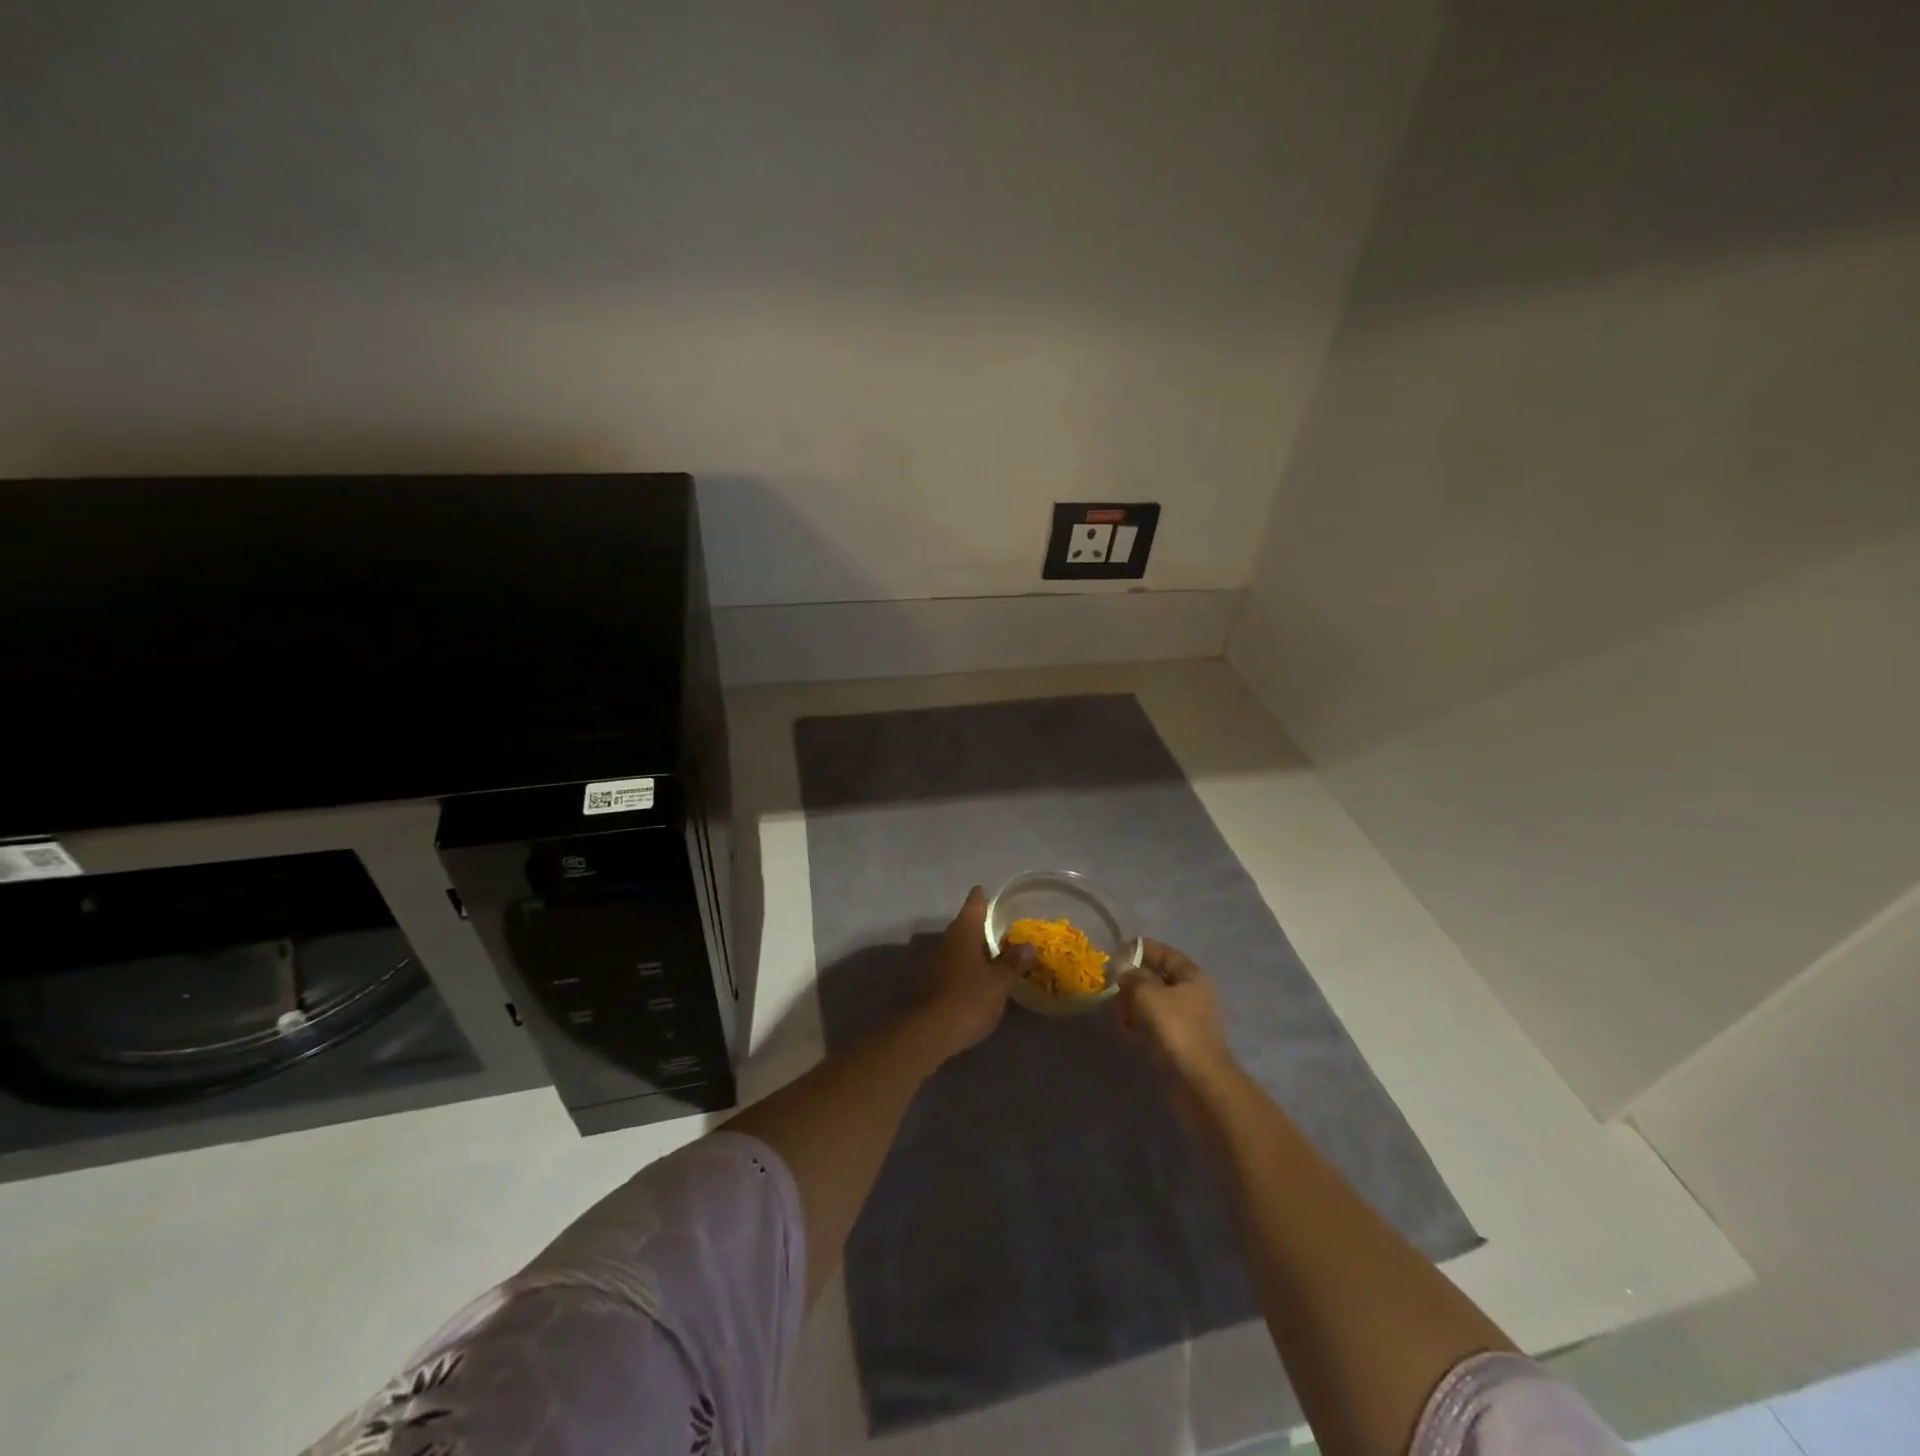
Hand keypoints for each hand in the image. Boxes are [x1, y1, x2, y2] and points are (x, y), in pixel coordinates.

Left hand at [917, 887, 1013, 1058]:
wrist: (928, 1032)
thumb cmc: (969, 999)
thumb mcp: (999, 982)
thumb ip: (1013, 962)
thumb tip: (1028, 945)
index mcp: (963, 932)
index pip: (974, 903)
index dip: (982, 897)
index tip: (989, 892)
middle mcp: (945, 939)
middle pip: (964, 926)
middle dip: (981, 928)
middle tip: (1001, 931)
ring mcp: (932, 960)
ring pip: (956, 947)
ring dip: (971, 950)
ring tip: (992, 957)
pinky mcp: (926, 982)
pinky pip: (949, 966)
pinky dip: (963, 968)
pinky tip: (975, 979)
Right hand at [1115, 939, 1238, 1090]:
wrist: (1197, 1082)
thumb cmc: (1174, 1028)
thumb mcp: (1146, 993)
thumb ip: (1130, 976)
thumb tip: (1122, 972)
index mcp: (1191, 976)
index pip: (1163, 952)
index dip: (1139, 949)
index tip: (1114, 951)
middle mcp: (1190, 994)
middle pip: (1155, 979)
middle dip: (1131, 981)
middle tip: (1108, 985)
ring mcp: (1184, 1021)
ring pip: (1150, 1004)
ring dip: (1131, 1006)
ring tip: (1113, 1011)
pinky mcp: (1176, 1044)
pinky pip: (1150, 1026)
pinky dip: (1136, 1026)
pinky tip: (1123, 1031)